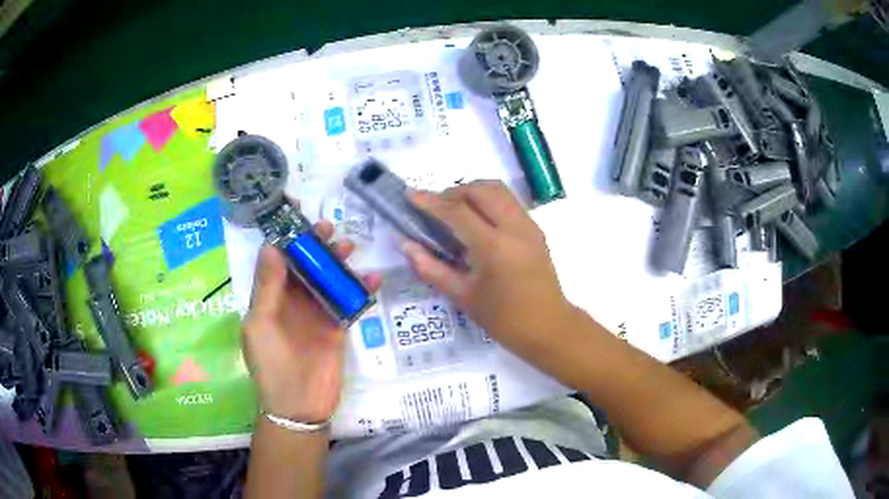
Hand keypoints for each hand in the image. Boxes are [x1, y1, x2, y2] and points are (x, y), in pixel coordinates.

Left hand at [242, 221, 380, 422]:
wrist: (298, 406)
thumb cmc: (271, 364)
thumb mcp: (261, 324)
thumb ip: (268, 287)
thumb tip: (272, 245)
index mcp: (269, 298)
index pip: (276, 260)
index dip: (285, 237)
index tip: (297, 214)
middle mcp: (291, 301)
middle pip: (304, 265)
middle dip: (315, 245)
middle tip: (328, 229)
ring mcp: (315, 313)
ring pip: (327, 279)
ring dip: (338, 263)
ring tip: (350, 247)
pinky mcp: (337, 327)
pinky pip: (348, 302)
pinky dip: (360, 290)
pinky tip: (372, 280)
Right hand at [404, 180, 574, 355]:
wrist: (548, 327)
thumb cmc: (503, 319)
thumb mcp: (462, 297)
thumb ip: (430, 268)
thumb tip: (404, 244)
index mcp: (494, 248)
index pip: (457, 212)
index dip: (430, 201)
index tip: (409, 194)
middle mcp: (514, 228)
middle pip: (480, 190)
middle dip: (453, 193)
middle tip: (435, 209)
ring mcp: (528, 226)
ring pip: (497, 190)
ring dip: (472, 192)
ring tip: (455, 211)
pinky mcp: (535, 229)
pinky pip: (508, 201)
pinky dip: (488, 200)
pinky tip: (478, 222)